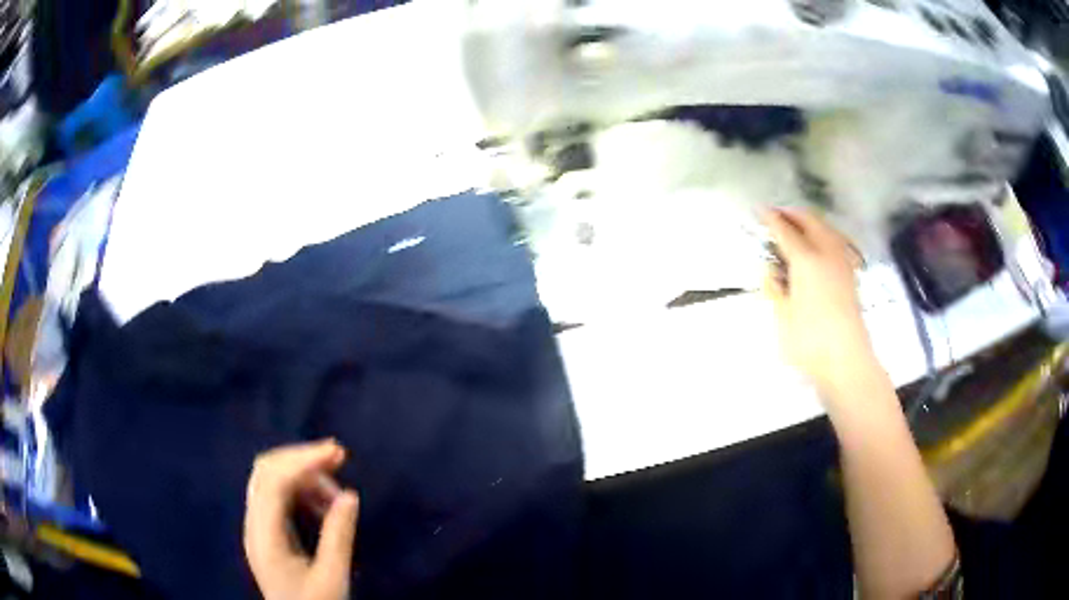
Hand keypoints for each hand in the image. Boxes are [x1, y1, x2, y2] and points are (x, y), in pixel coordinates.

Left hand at [244, 440, 359, 599]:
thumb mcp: (332, 578)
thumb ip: (338, 536)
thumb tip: (350, 495)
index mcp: (264, 537)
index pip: (274, 482)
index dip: (303, 461)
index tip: (337, 453)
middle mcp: (254, 524)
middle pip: (266, 471)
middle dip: (300, 458)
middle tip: (338, 457)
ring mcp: (257, 526)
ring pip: (270, 479)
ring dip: (302, 474)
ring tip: (336, 490)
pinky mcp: (266, 531)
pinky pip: (277, 495)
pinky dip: (299, 489)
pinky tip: (322, 503)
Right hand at [761, 208, 875, 399]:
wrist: (847, 359)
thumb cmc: (810, 342)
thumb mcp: (782, 316)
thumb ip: (774, 289)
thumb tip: (770, 270)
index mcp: (806, 260)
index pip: (785, 230)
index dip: (771, 219)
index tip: (760, 210)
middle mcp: (826, 252)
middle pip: (810, 220)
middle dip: (792, 214)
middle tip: (777, 215)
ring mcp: (842, 262)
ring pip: (826, 227)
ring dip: (810, 221)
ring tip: (797, 227)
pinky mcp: (850, 274)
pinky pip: (836, 240)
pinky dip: (824, 233)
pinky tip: (819, 244)